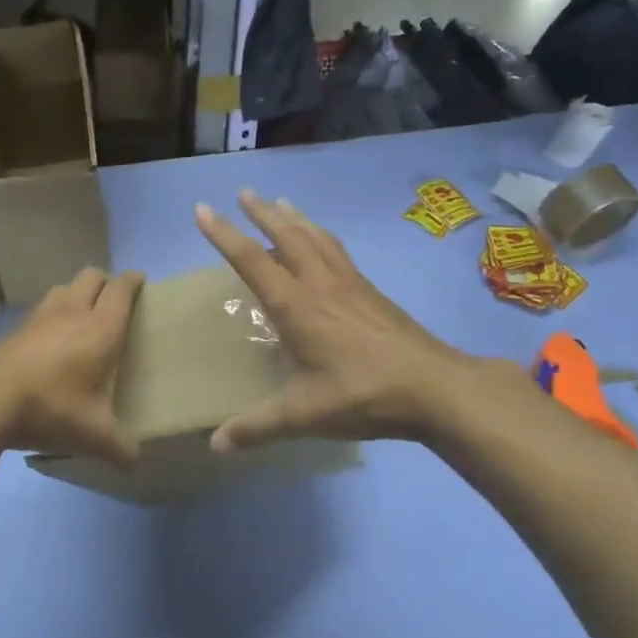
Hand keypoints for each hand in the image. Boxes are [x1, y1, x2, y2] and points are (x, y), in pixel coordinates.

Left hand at [0, 267, 144, 466]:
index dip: (133, 281)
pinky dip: (50, 315)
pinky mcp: (14, 329)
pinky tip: (48, 340)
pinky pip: (39, 310)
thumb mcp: (94, 436)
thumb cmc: (53, 409)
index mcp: (101, 329)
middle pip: (91, 276)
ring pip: (63, 288)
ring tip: (80, 316)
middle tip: (112, 302)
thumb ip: (120, 449)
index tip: (140, 282)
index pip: (122, 289)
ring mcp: (39, 318)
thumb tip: (135, 463)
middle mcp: (72, 313)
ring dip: (75, 293)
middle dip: (105, 282)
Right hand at [195, 191, 477, 450]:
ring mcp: (350, 283)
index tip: (203, 209)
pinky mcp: (371, 291)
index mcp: (295, 306)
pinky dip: (321, 236)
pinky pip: (337, 250)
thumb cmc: (361, 394)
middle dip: (262, 212)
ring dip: (294, 217)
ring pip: (316, 237)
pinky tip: (323, 242)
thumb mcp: (303, 415)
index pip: (251, 260)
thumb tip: (215, 445)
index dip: (224, 234)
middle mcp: (320, 284)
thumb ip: (257, 428)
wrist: (434, 387)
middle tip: (244, 192)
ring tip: (281, 202)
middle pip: (287, 235)